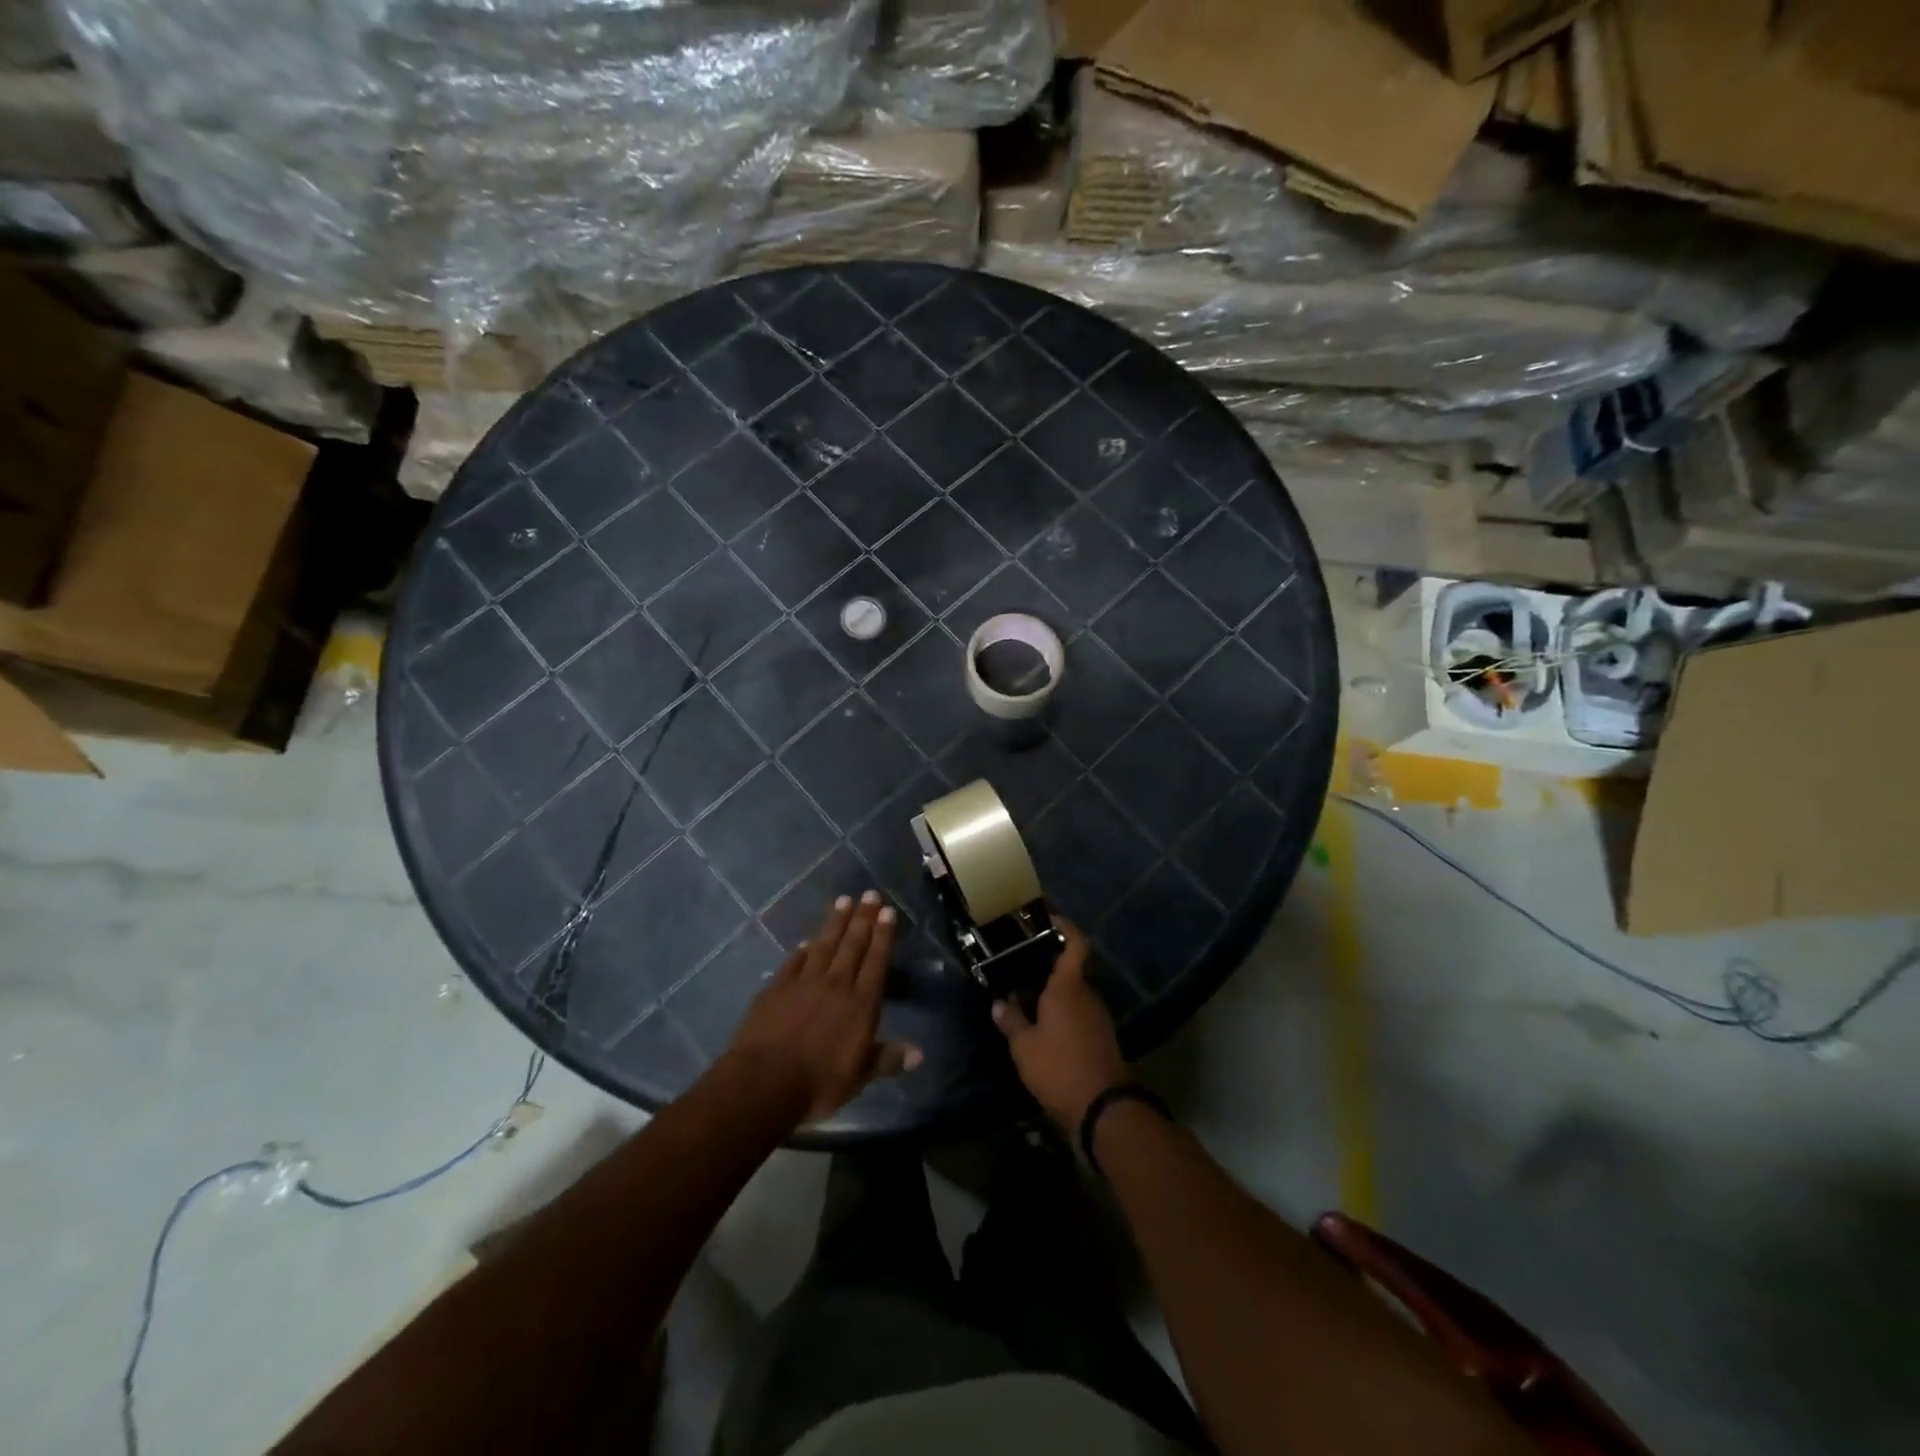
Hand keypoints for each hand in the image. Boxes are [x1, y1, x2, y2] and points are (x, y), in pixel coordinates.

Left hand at [724, 892, 921, 1124]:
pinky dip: (802, 950)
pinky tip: (806, 941)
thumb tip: (920, 1054)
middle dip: (863, 918)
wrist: (764, 1082)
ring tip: (843, 901)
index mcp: (861, 1004)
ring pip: (824, 945)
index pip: (876, 961)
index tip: (888, 912)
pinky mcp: (776, 988)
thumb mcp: (859, 1077)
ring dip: (834, 923)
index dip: (883, 935)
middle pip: (852, 945)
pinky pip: (793, 962)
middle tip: (870, 895)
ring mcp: (803, 982)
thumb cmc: (818, 1083)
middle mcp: (836, 984)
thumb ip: (887, 1059)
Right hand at [991, 917, 1128, 1132]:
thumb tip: (999, 1003)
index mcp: (1068, 987)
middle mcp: (1086, 995)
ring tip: (1024, 997)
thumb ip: (1011, 1021)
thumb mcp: (1024, 1046)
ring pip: (1073, 994)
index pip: (1074, 944)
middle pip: (1070, 970)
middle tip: (1019, 965)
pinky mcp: (1101, 1037)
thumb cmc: (1059, 1067)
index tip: (1049, 917)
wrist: (1103, 1107)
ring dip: (1053, 993)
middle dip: (1047, 966)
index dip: (1065, 926)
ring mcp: (1097, 1017)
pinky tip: (1042, 1025)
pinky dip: (1061, 1012)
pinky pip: (1078, 1013)